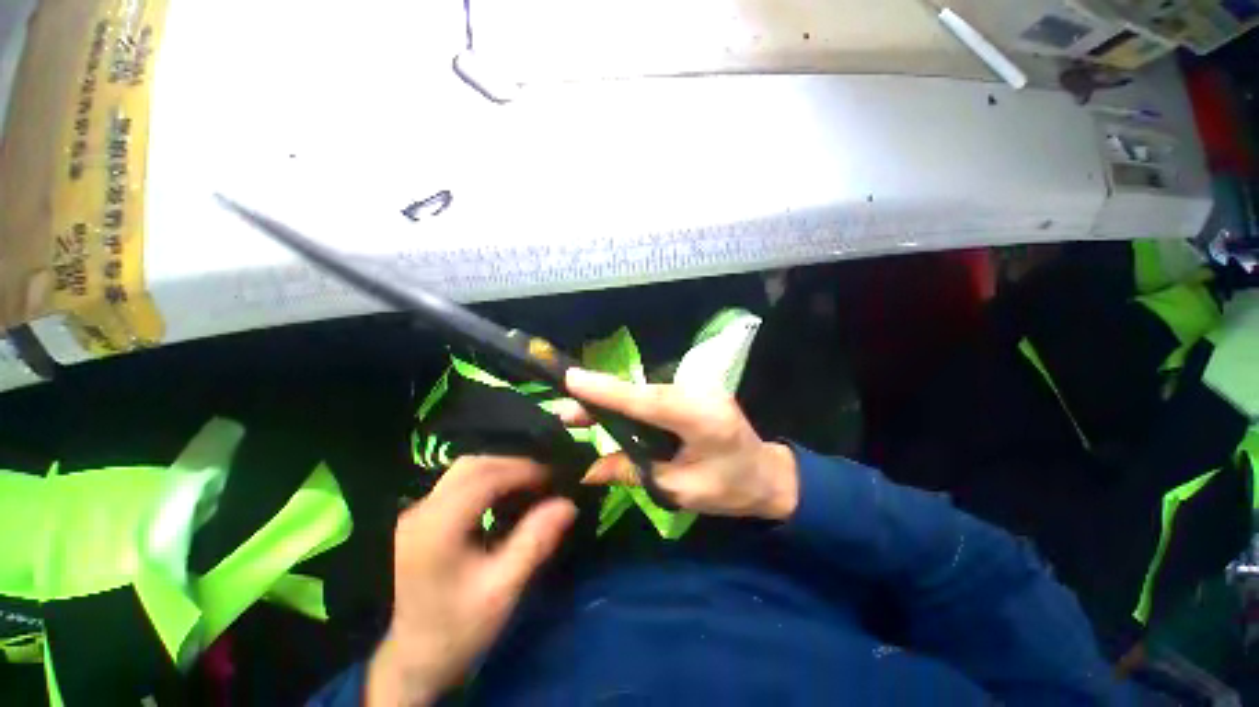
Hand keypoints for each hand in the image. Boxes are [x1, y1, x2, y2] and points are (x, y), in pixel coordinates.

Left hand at [367, 457, 576, 705]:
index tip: (554, 476)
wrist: (412, 662)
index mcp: (437, 528)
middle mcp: (422, 511)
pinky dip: (486, 480)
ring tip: (529, 484)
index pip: (485, 477)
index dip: (523, 470)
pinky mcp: (420, 519)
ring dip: (500, 470)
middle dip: (513, 464)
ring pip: (464, 470)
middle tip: (544, 478)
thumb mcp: (502, 591)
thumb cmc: (457, 630)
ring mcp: (417, 513)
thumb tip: (568, 504)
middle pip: (472, 465)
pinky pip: (458, 484)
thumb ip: (535, 542)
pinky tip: (504, 496)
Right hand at [558, 368, 798, 520]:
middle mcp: (698, 394)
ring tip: (576, 413)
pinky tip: (607, 412)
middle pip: (641, 393)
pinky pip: (653, 396)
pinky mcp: (692, 392)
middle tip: (562, 410)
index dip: (608, 391)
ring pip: (644, 392)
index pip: (647, 401)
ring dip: (611, 400)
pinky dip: (628, 403)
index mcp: (700, 419)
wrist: (768, 474)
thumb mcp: (680, 490)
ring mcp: (697, 389)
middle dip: (600, 398)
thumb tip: (587, 470)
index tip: (572, 379)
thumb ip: (634, 473)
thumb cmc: (731, 489)